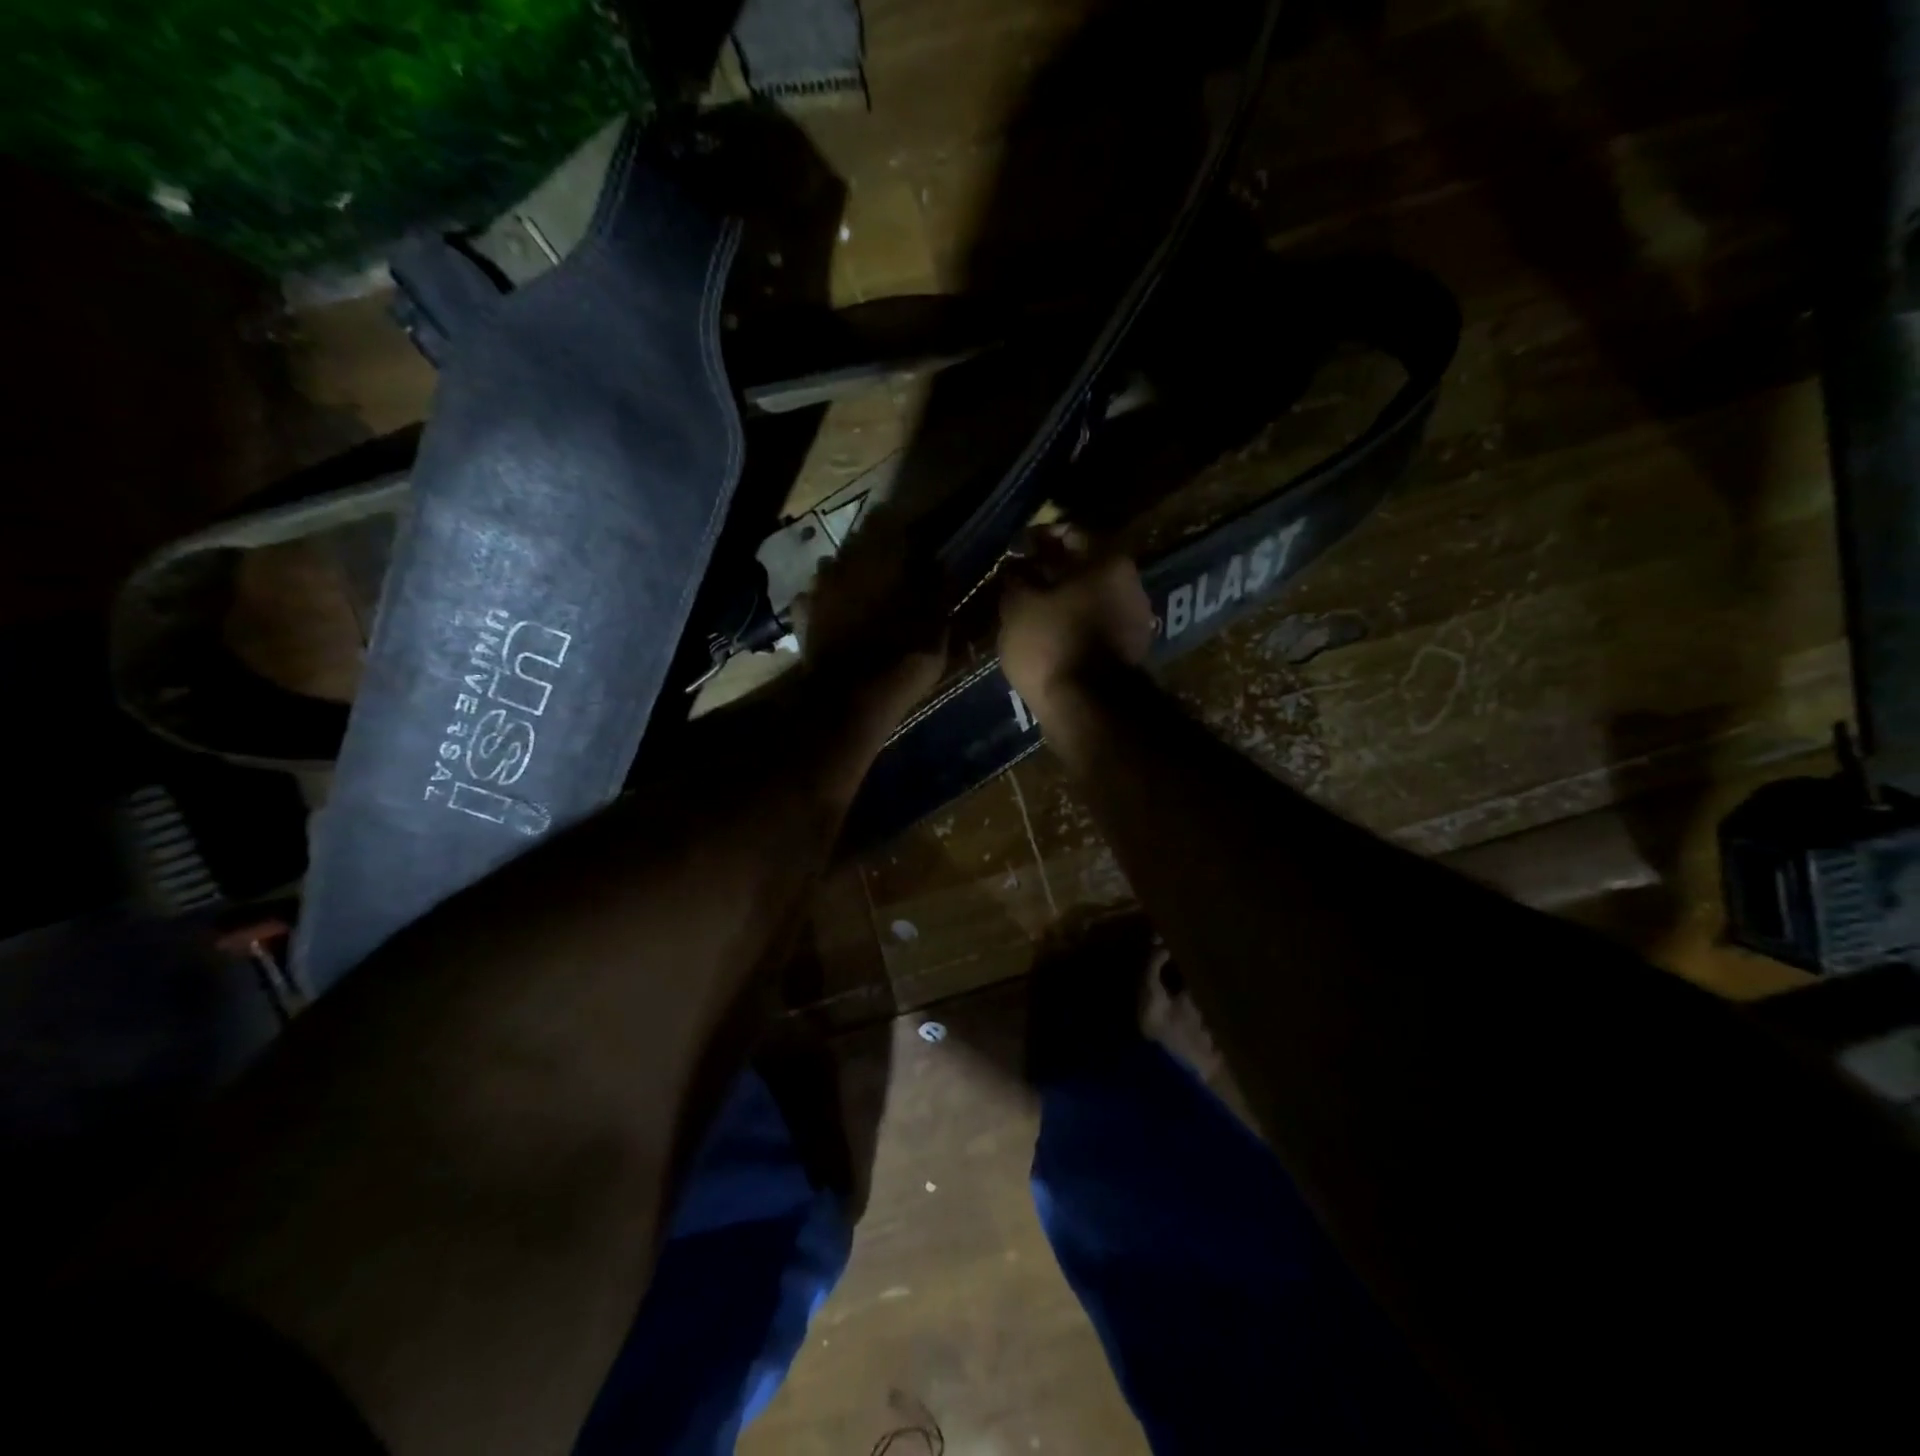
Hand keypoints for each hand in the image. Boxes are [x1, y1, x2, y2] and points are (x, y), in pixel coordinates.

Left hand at [794, 505, 948, 725]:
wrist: (851, 697)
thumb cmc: (904, 656)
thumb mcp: (937, 624)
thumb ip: (937, 588)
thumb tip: (937, 563)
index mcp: (882, 556)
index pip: (888, 521)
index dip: (901, 531)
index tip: (914, 542)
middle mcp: (845, 561)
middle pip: (858, 543)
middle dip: (873, 553)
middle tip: (890, 571)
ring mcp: (818, 587)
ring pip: (834, 567)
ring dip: (847, 576)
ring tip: (861, 595)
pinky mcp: (803, 614)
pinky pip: (814, 597)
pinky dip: (825, 602)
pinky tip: (834, 615)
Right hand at [998, 526, 1155, 717]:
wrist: (1088, 708)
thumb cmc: (1051, 643)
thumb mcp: (1019, 604)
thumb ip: (1016, 577)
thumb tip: (1016, 565)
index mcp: (1108, 560)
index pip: (1070, 532)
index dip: (1038, 537)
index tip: (1014, 548)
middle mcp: (1130, 583)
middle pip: (1084, 567)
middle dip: (1051, 570)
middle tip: (1018, 579)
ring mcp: (1134, 619)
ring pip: (1089, 597)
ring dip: (1061, 599)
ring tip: (1028, 609)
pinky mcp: (1129, 652)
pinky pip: (1094, 625)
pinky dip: (1071, 623)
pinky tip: (1047, 634)